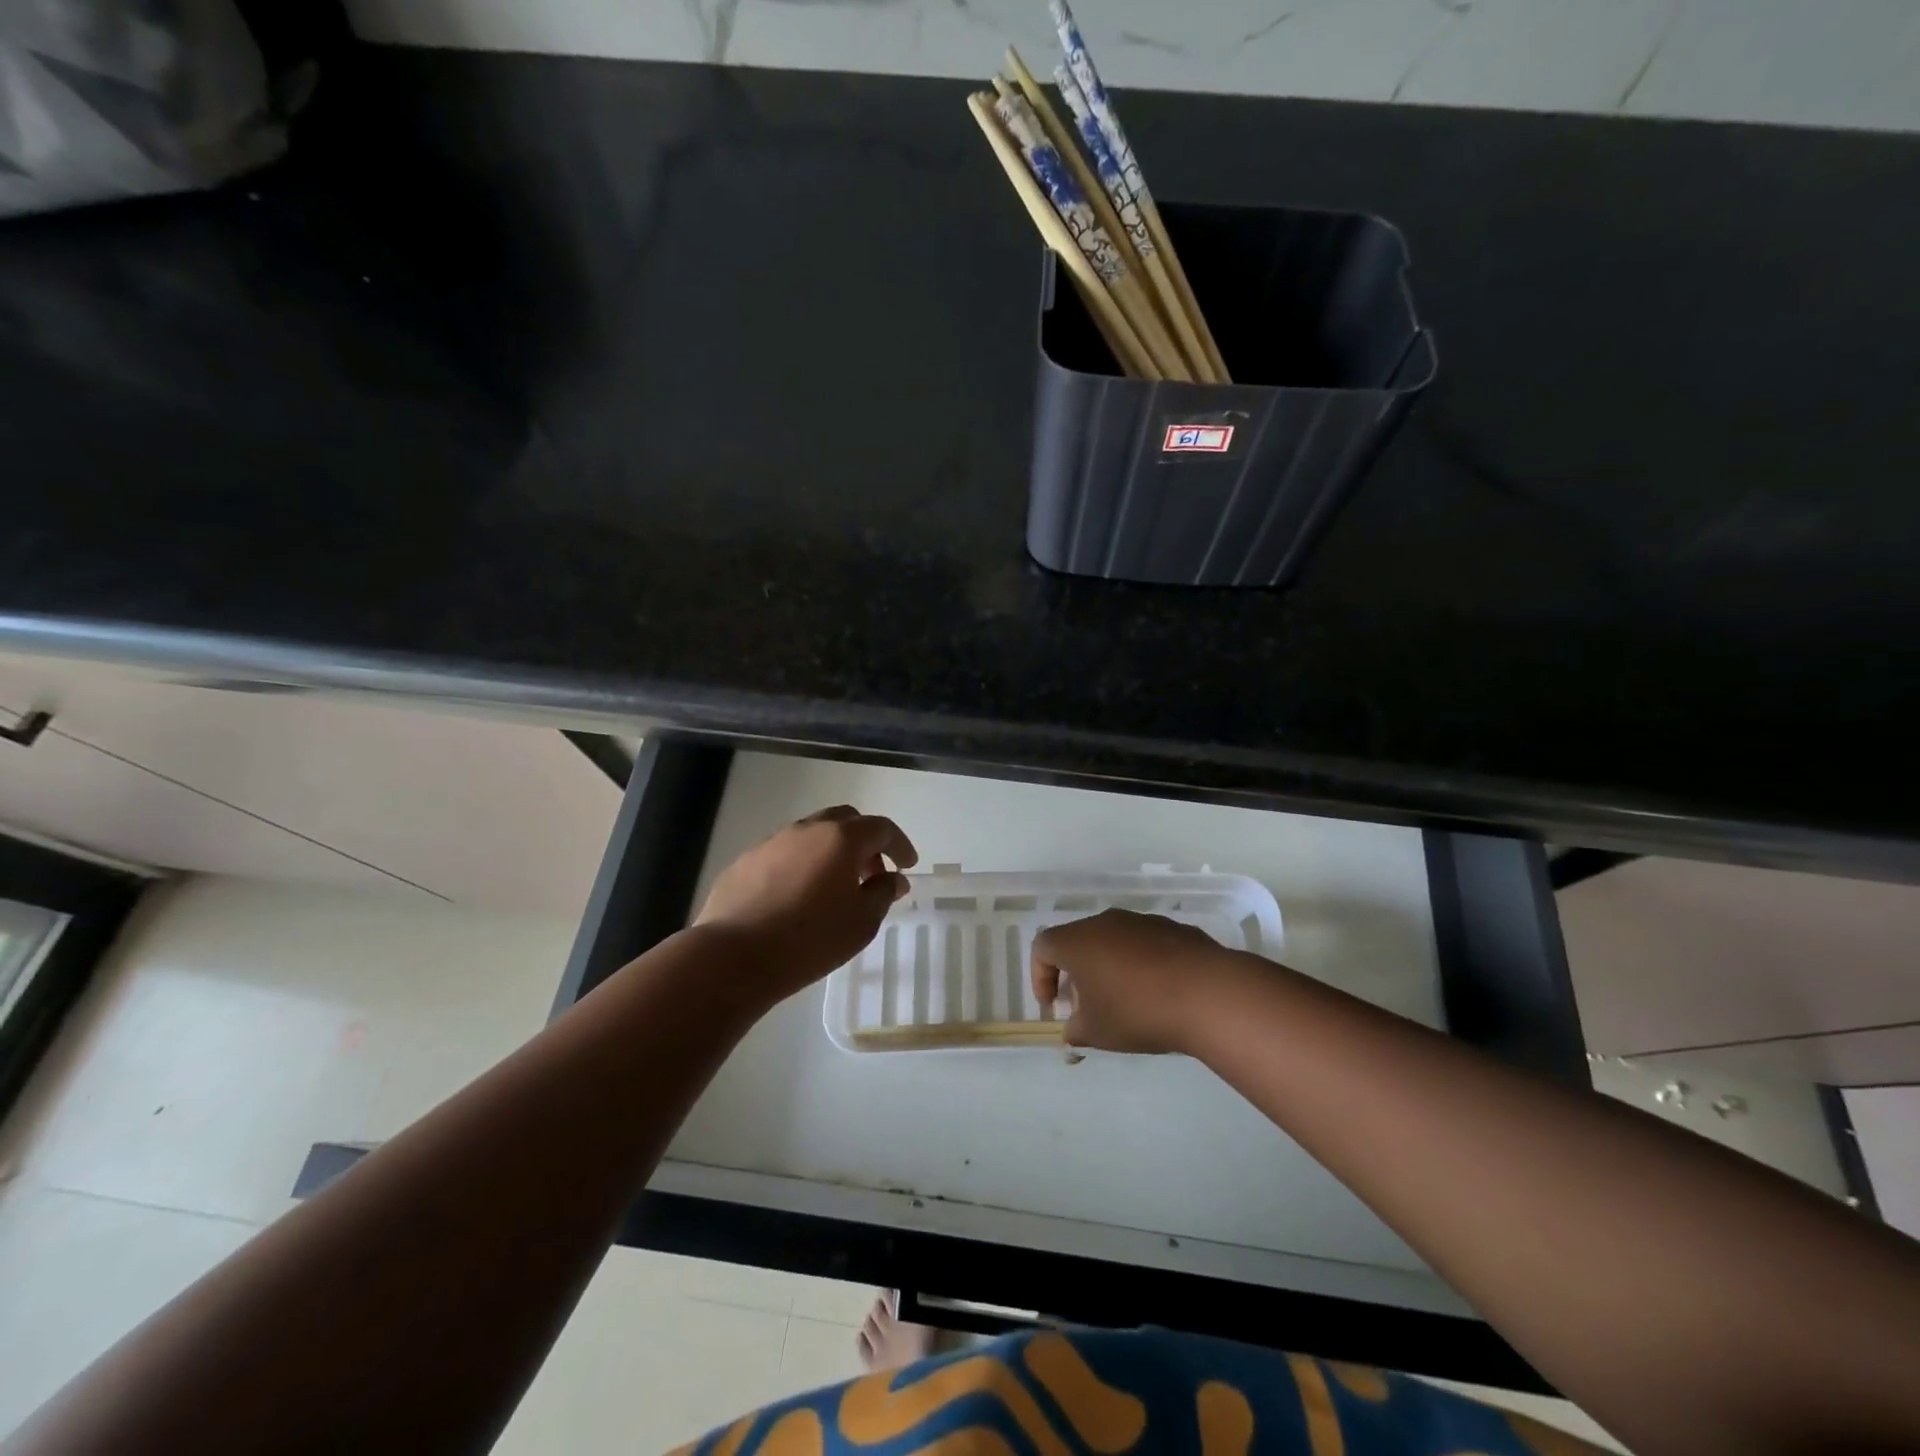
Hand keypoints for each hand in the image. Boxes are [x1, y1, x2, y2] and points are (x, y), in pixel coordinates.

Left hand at [695, 805, 917, 1001]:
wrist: (734, 956)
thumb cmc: (810, 939)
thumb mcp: (862, 922)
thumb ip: (882, 893)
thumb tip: (892, 878)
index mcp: (840, 838)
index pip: (881, 828)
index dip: (900, 844)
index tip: (907, 865)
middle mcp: (807, 829)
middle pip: (844, 821)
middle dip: (865, 842)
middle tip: (872, 873)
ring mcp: (772, 842)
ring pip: (811, 835)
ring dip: (831, 853)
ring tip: (835, 888)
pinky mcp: (745, 861)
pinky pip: (784, 854)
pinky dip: (801, 865)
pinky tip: (798, 897)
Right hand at [1030, 910, 1242, 1053]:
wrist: (1207, 993)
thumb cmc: (1138, 1012)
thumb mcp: (1097, 1032)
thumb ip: (1075, 1030)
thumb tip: (1073, 1029)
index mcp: (1078, 941)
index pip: (1043, 947)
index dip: (1040, 976)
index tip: (1053, 1005)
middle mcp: (1105, 922)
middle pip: (1078, 940)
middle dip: (1075, 972)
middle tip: (1085, 1005)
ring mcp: (1141, 921)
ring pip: (1112, 940)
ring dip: (1109, 966)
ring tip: (1124, 1001)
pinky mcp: (1172, 928)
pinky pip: (1144, 944)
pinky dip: (1140, 964)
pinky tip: (1158, 993)